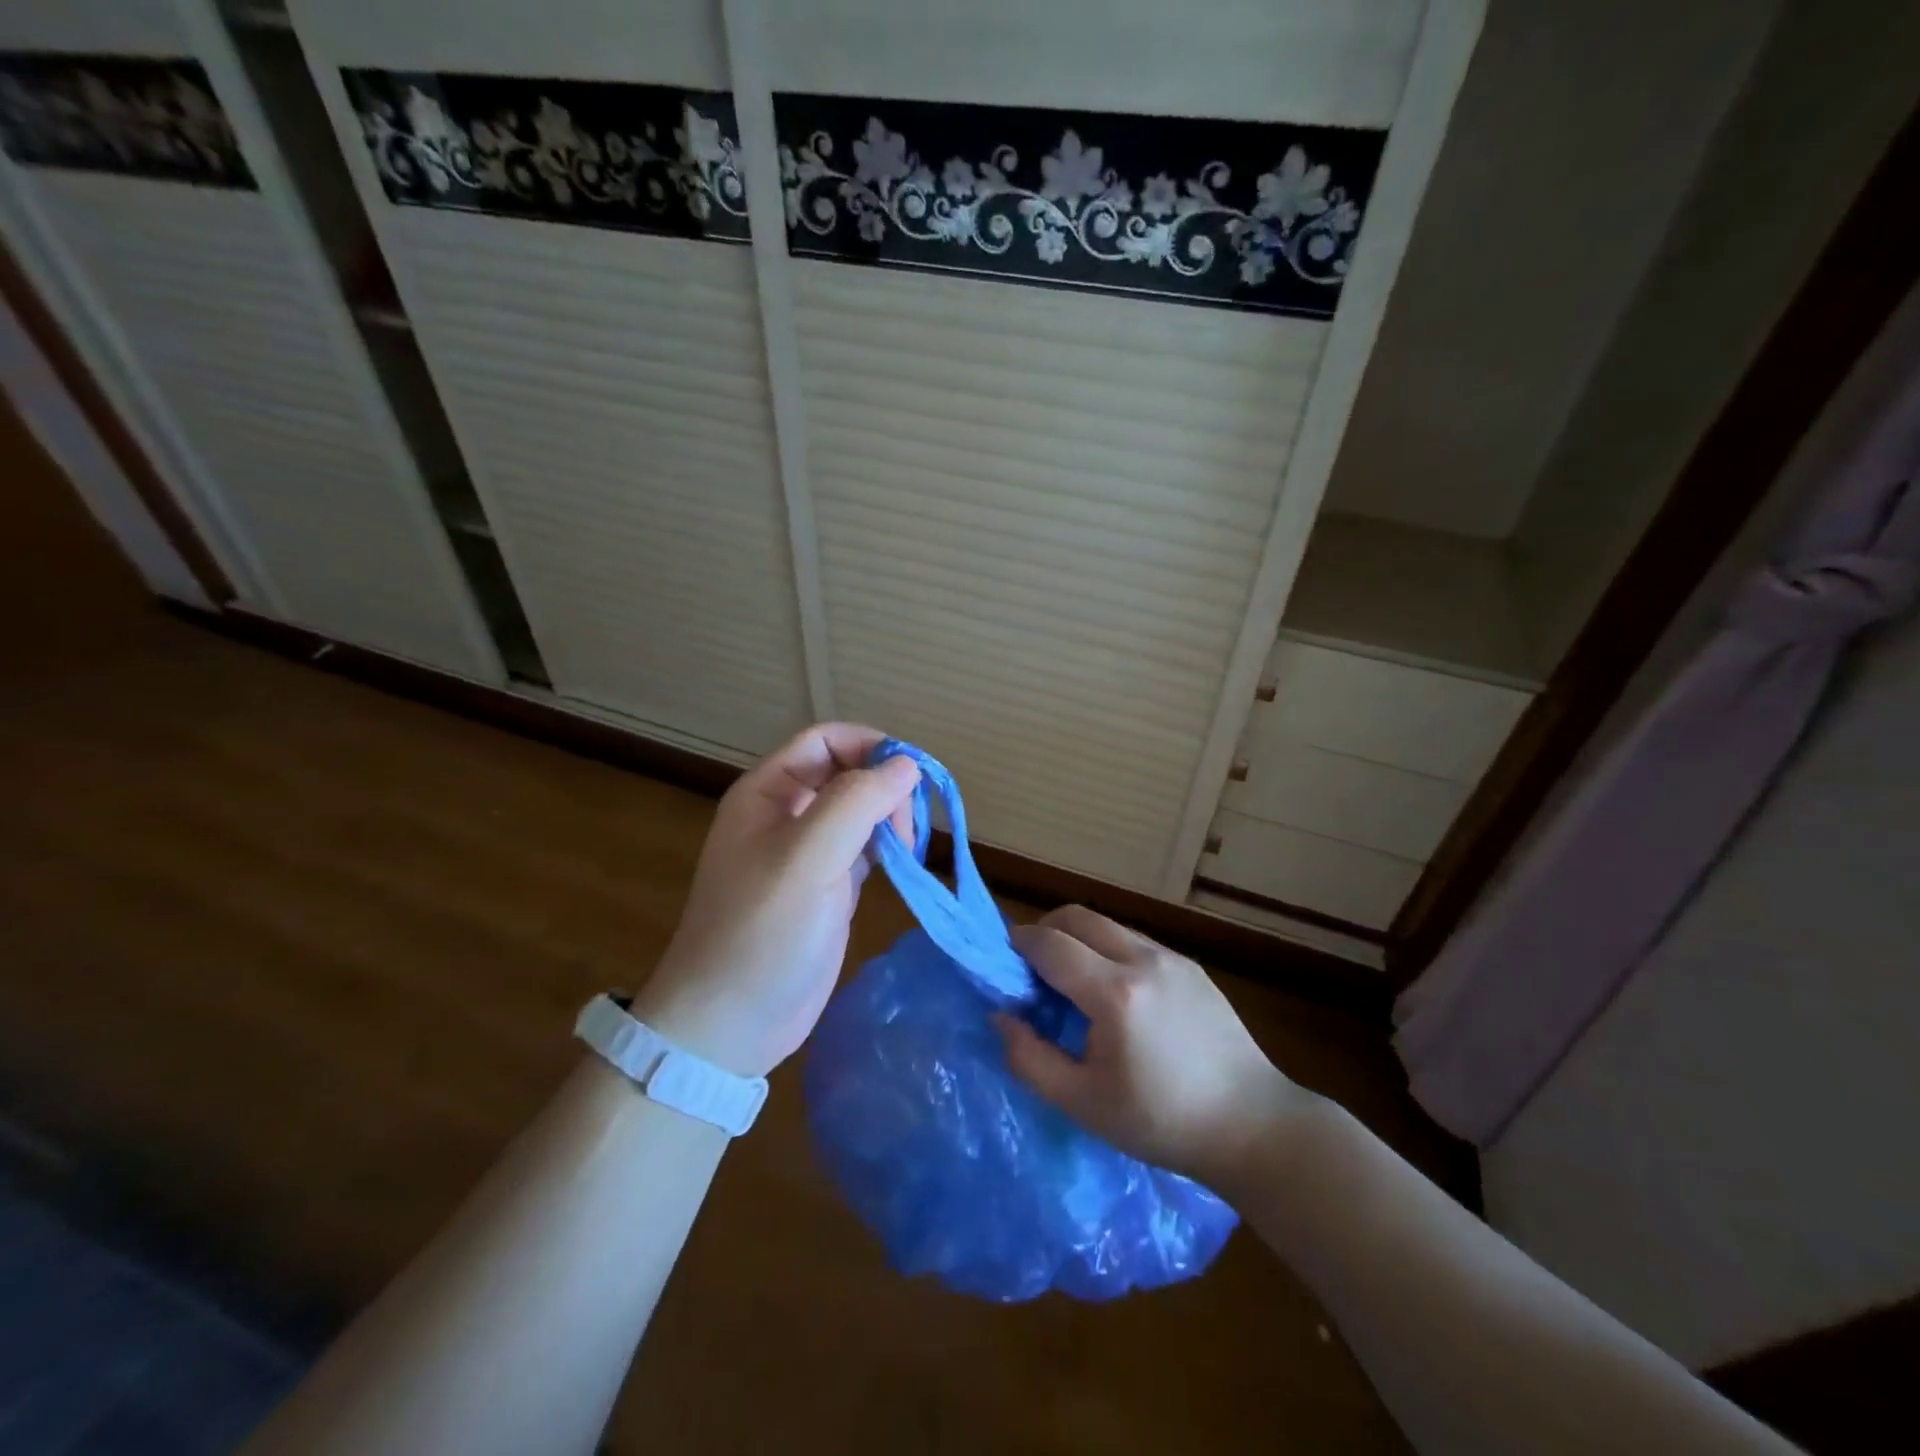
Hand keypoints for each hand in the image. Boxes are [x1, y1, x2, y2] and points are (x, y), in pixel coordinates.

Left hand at [631, 723, 919, 1078]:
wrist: (730, 1024)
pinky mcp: (827, 888)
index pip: (825, 741)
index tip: (910, 774)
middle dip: (885, 787)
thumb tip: (906, 765)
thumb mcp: (807, 858)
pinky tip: (905, 864)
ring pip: (860, 812)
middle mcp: (788, 815)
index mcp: (769, 793)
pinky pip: (865, 849)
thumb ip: (856, 802)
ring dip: (891, 818)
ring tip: (911, 848)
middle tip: (910, 827)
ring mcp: (808, 854)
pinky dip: (889, 849)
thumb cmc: (761, 932)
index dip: (869, 746)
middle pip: (848, 773)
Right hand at [995, 906, 1311, 1185]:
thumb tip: (1001, 1016)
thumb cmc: (1161, 1121)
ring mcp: (1172, 958)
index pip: (1050, 944)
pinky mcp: (1191, 966)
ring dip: (1078, 939)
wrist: (1252, 1125)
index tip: (1003, 961)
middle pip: (1077, 916)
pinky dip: (1109, 950)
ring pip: (1107, 925)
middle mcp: (1143, 960)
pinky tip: (1115, 995)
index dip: (1018, 944)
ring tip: (1073, 983)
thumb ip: (1029, 1058)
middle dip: (1045, 930)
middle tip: (1033, 968)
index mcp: (1114, 994)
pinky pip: (1135, 941)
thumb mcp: (1082, 1103)